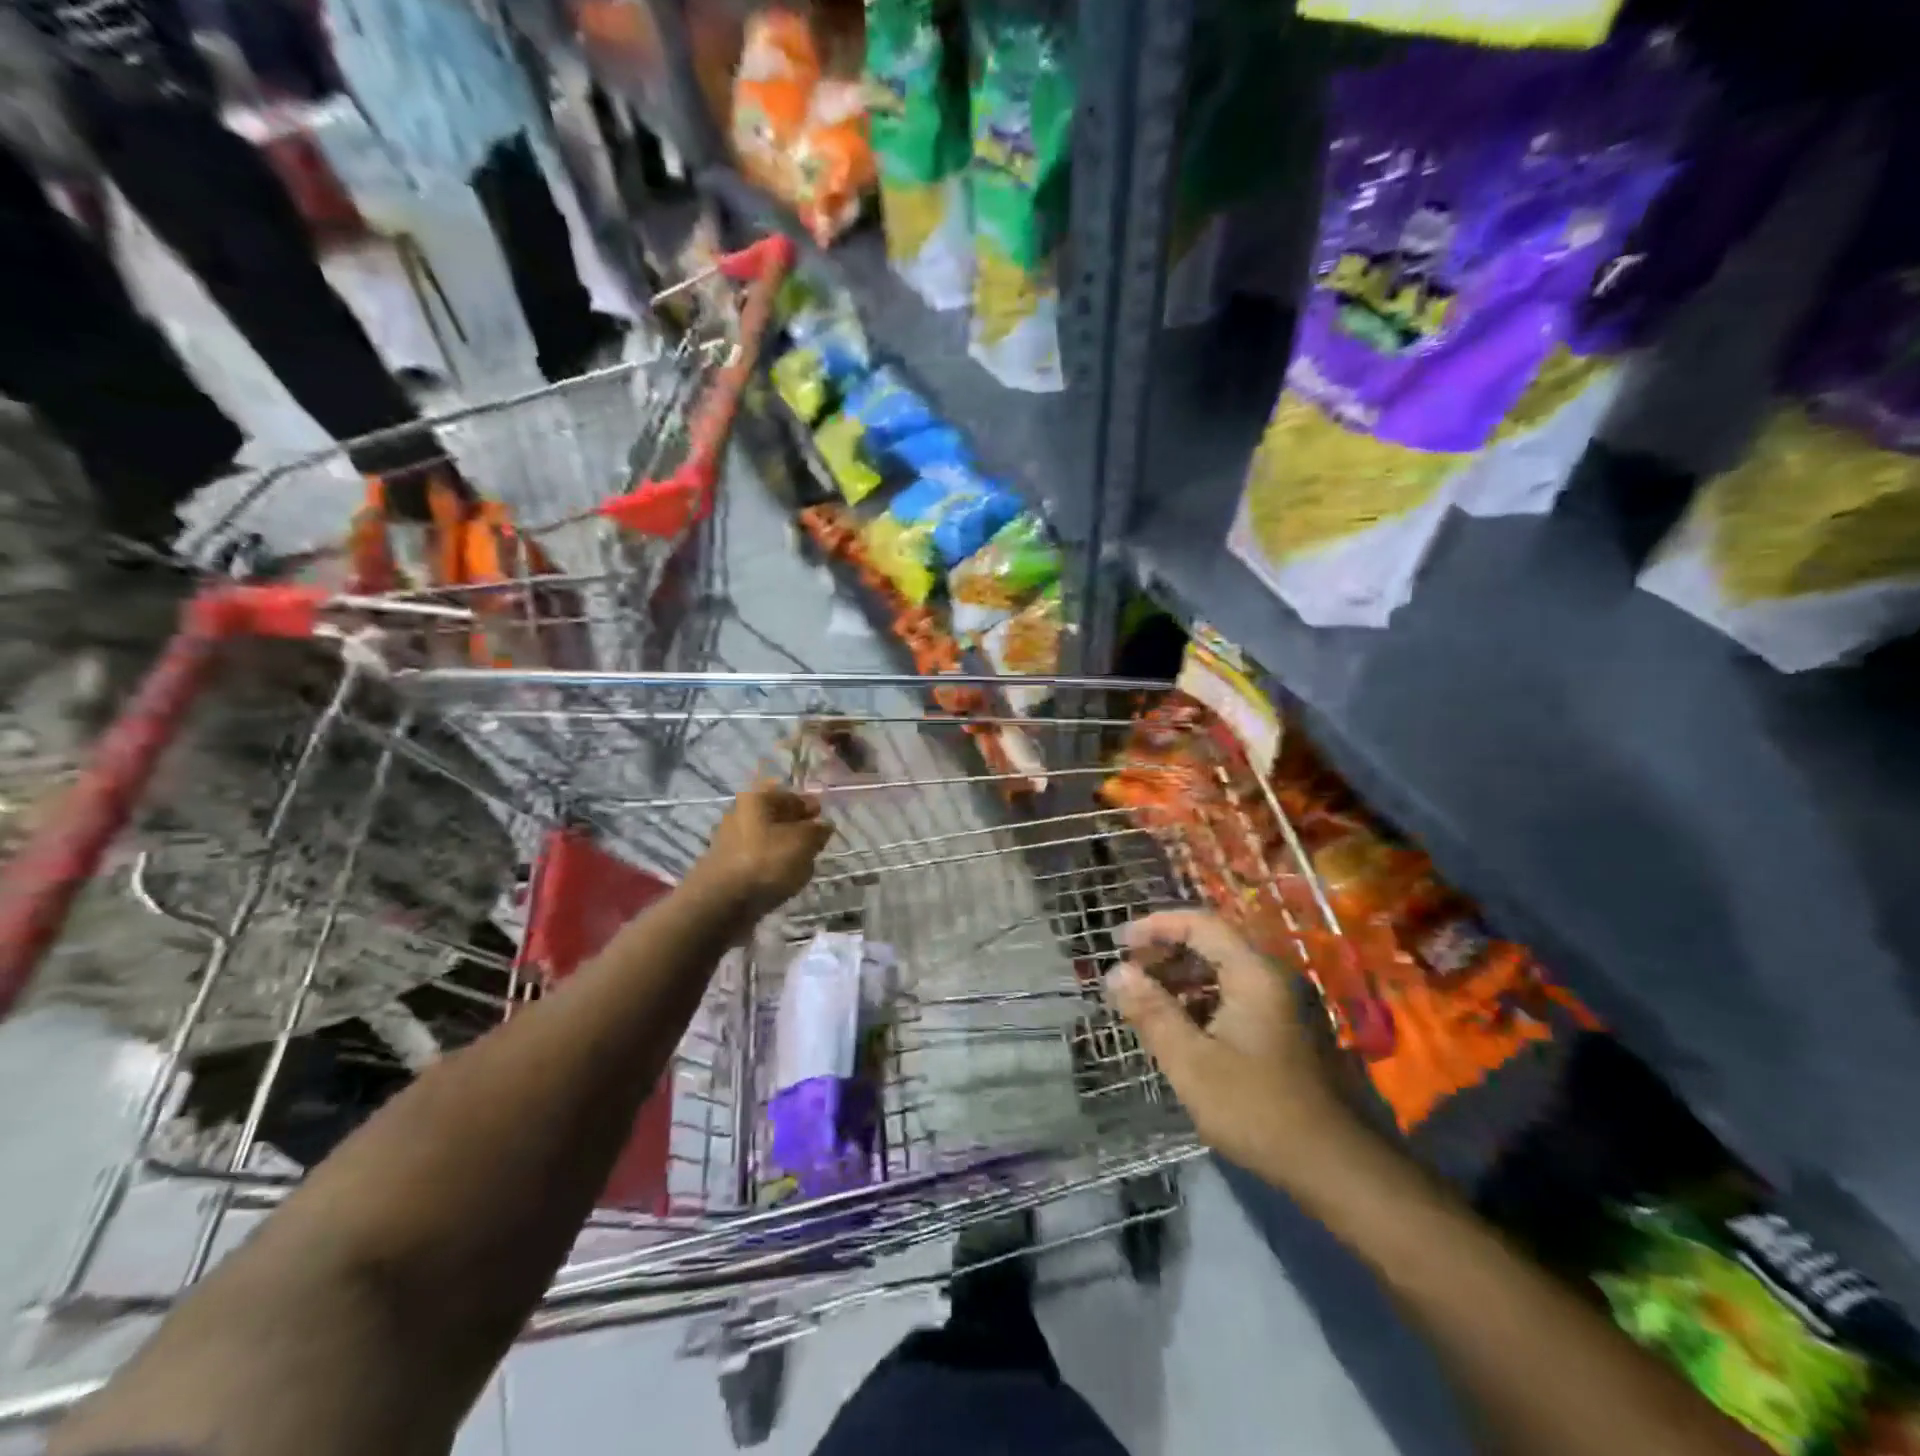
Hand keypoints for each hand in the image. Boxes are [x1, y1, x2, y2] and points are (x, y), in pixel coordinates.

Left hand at [694, 784, 833, 918]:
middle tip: (815, 842)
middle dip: (797, 828)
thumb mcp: (803, 842)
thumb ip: (818, 830)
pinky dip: (771, 867)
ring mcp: (730, 842)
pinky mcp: (727, 867)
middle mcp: (739, 815)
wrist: (721, 904)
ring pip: (767, 840)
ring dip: (785, 849)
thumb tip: (823, 826)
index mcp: (756, 799)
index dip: (808, 804)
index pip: (788, 794)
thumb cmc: (766, 862)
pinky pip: (758, 861)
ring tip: (803, 865)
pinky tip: (784, 879)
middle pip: (775, 817)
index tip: (823, 817)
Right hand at [1106, 910, 1357, 1187]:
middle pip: (1210, 944)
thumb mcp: (1191, 1061)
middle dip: (1164, 953)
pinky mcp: (1278, 1030)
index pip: (1200, 924)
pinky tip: (1177, 1027)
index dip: (1157, 926)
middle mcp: (1269, 978)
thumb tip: (1115, 972)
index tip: (1120, 943)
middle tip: (1128, 974)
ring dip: (1179, 978)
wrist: (1329, 1166)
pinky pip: (1231, 996)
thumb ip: (1151, 1011)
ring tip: (1144, 1001)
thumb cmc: (1254, 1108)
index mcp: (1253, 974)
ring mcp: (1278, 1004)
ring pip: (1220, 971)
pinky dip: (1199, 1000)